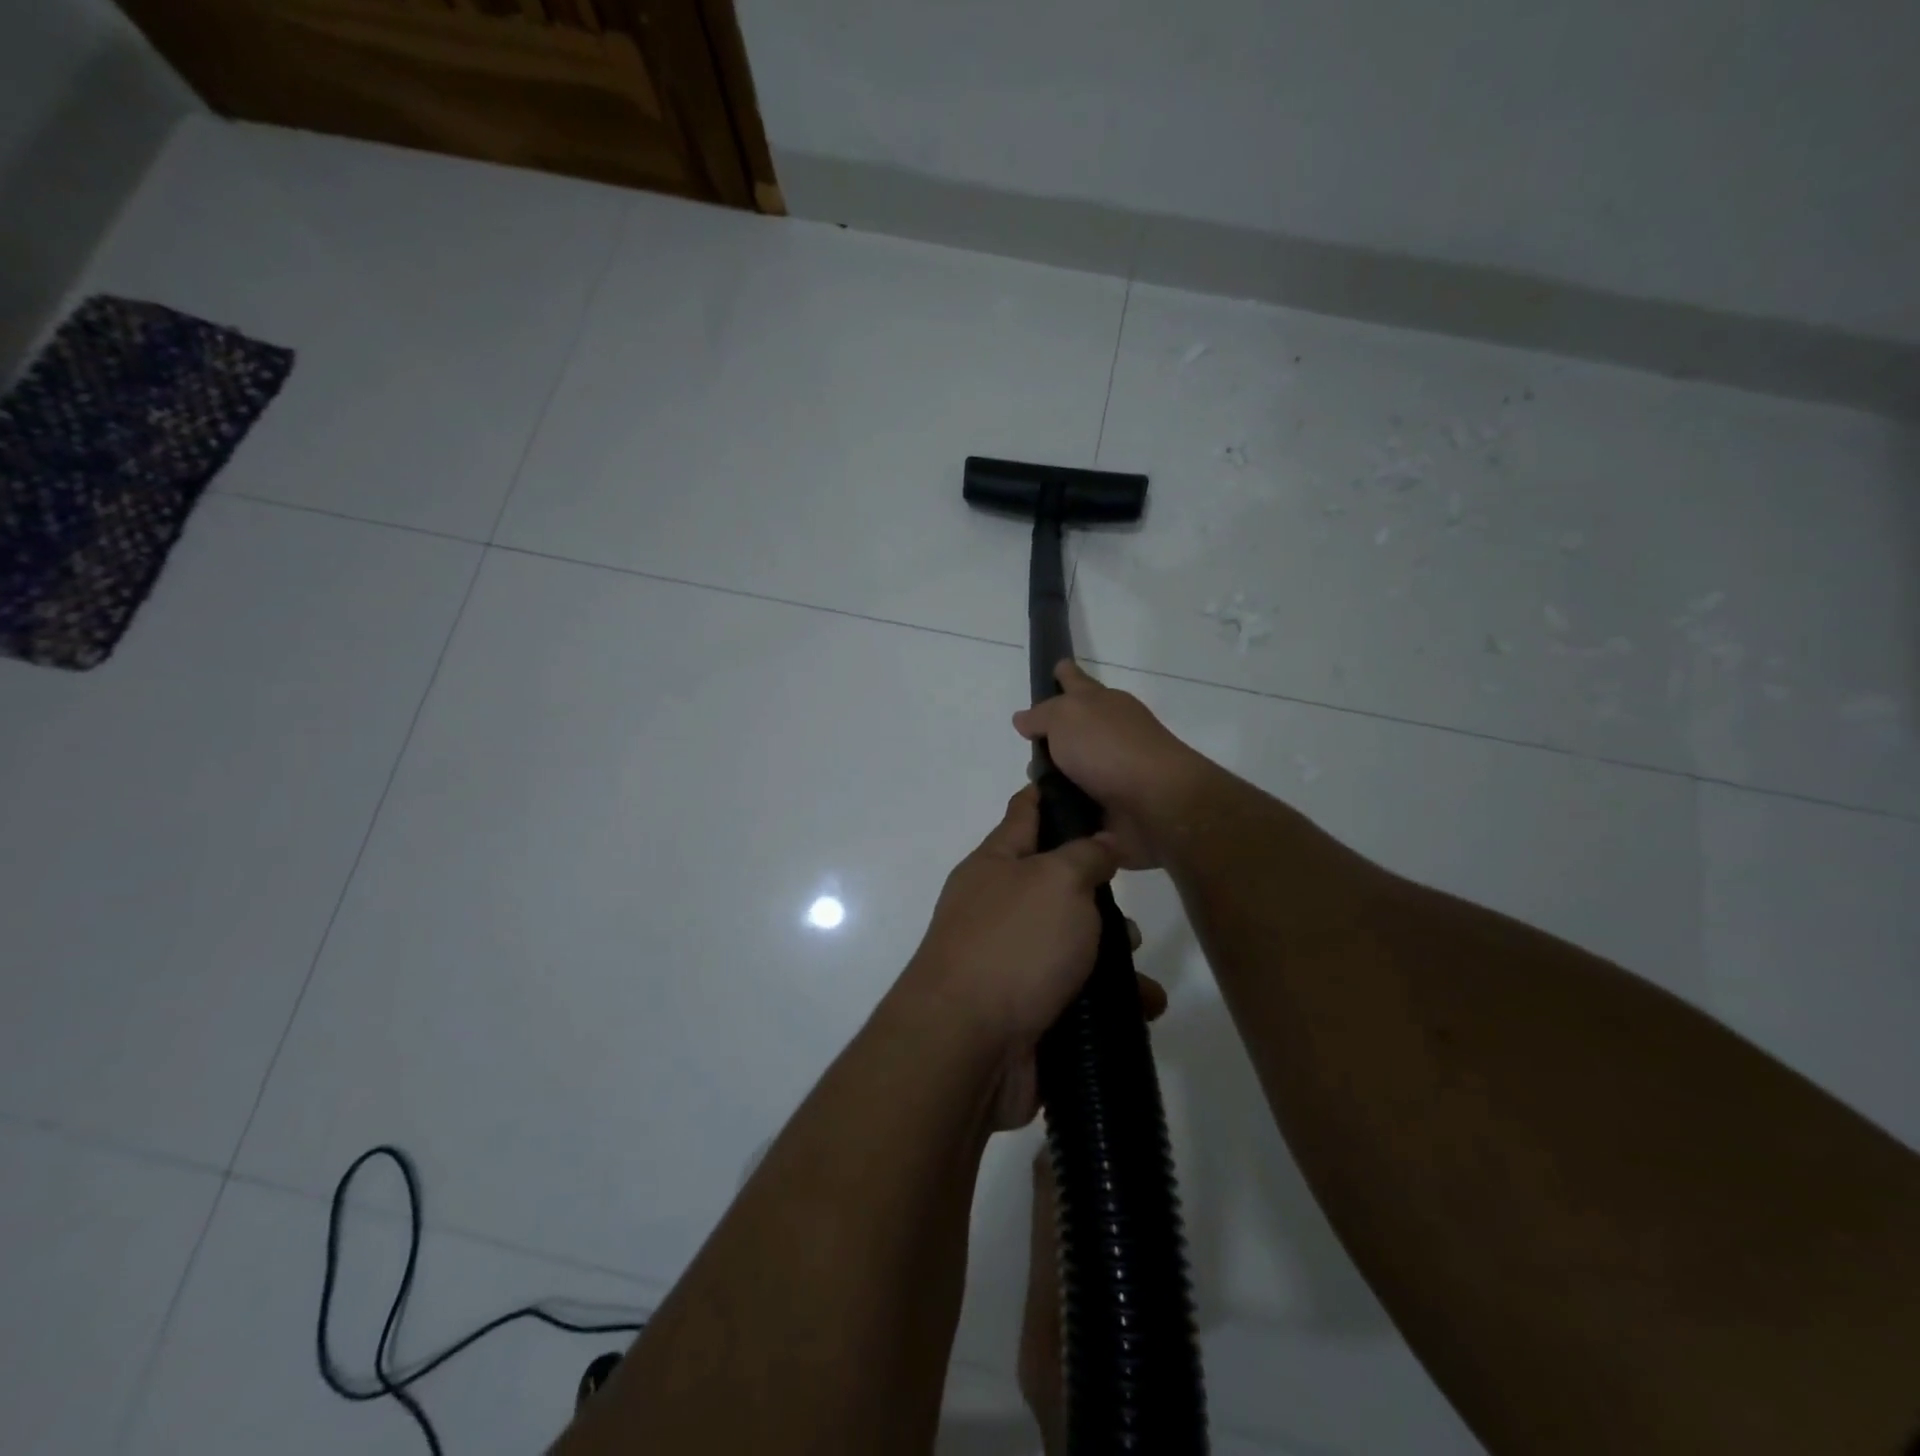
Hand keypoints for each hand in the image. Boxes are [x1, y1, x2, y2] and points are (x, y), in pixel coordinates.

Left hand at [903, 785, 1165, 1129]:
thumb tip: (1101, 842)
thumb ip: (1085, 855)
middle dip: (1099, 895)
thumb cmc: (1013, 945)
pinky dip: (1110, 1001)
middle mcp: (999, 908)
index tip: (1086, 782)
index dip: (1053, 795)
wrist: (967, 1047)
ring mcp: (1010, 962)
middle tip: (1129, 910)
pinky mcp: (1027, 1010)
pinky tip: (1143, 1007)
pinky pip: (1078, 995)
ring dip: (1112, 955)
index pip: (1025, 813)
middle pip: (1057, 885)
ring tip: (1138, 971)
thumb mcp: (1057, 882)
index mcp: (995, 865)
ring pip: (1073, 944)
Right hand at [1012, 660, 1209, 869]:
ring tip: (1031, 789)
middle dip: (1052, 737)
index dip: (1065, 675)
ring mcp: (1115, 772)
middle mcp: (1111, 734)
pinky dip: (1065, 809)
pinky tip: (1045, 816)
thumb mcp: (1066, 717)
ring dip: (1054, 779)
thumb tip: (1024, 718)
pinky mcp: (1115, 808)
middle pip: (1075, 729)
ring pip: (1074, 770)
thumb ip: (1042, 715)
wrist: (1156, 803)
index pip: (1077, 681)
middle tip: (1027, 746)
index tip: (1057, 667)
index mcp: (1102, 704)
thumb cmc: (1109, 748)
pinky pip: (1080, 805)